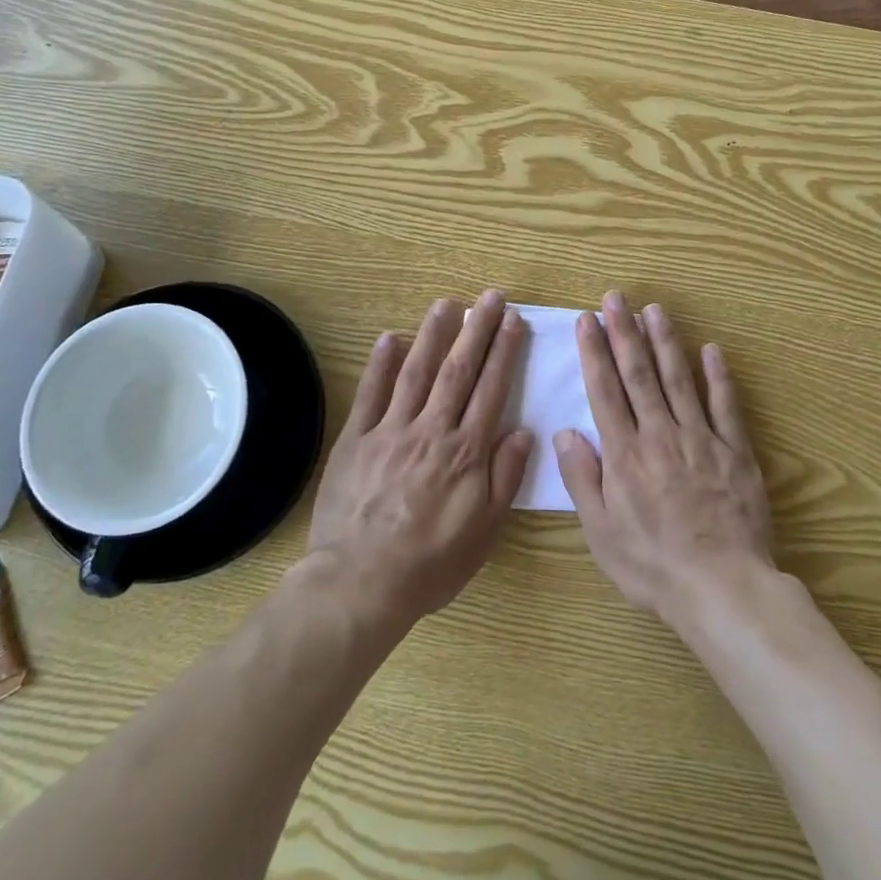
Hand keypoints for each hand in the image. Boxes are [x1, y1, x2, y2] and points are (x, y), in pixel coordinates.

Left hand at [307, 290, 533, 628]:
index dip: (504, 352)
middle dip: (477, 330)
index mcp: (466, 451)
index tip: (514, 321)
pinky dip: (380, 364)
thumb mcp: (484, 531)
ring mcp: (391, 430)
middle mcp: (432, 430)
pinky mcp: (357, 439)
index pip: (491, 389)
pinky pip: (371, 394)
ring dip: (433, 334)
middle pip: (459, 370)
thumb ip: (505, 477)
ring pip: (417, 372)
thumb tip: (523, 431)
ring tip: (447, 303)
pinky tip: (390, 337)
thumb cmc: (431, 562)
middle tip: (491, 297)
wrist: (361, 582)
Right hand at [554, 292, 774, 623]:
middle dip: (625, 332)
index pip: (605, 391)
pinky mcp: (734, 450)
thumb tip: (564, 432)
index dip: (595, 352)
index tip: (588, 320)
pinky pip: (724, 405)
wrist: (721, 587)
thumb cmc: (652, 565)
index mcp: (625, 454)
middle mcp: (660, 434)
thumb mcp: (600, 532)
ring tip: (654, 309)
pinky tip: (710, 349)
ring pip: (678, 379)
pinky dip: (717, 376)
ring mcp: (700, 438)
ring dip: (665, 341)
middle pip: (639, 374)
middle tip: (616, 297)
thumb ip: (582, 479)